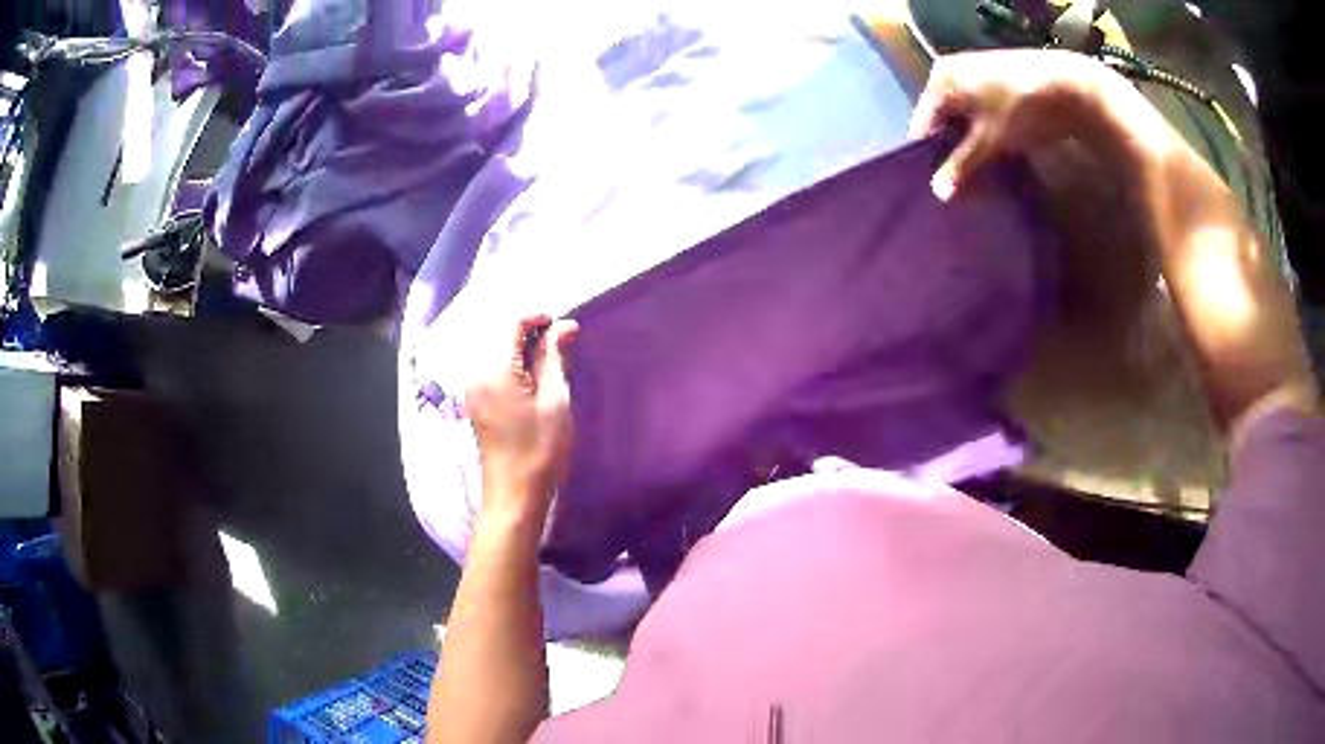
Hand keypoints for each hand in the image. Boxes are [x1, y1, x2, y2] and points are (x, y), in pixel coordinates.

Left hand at [466, 315, 578, 519]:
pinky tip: (533, 380)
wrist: (515, 492)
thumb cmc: (540, 446)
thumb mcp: (554, 398)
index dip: (538, 318)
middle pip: (500, 335)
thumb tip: (563, 325)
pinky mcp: (476, 401)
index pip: (511, 323)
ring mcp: (473, 388)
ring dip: (523, 350)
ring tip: (552, 364)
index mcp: (493, 368)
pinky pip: (493, 369)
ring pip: (497, 352)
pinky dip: (513, 365)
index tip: (566, 330)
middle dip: (531, 333)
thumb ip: (554, 356)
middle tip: (563, 347)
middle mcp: (476, 372)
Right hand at [909, 49, 1177, 201]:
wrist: (1070, 88)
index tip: (941, 188)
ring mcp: (979, 75)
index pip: (924, 124)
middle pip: (945, 120)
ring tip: (983, 175)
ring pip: (966, 118)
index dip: (931, 158)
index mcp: (940, 79)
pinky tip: (999, 156)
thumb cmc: (1020, 109)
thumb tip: (937, 193)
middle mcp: (954, 72)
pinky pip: (984, 113)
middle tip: (963, 186)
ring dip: (973, 145)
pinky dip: (988, 134)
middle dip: (953, 152)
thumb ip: (961, 165)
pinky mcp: (1001, 83)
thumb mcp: (989, 141)